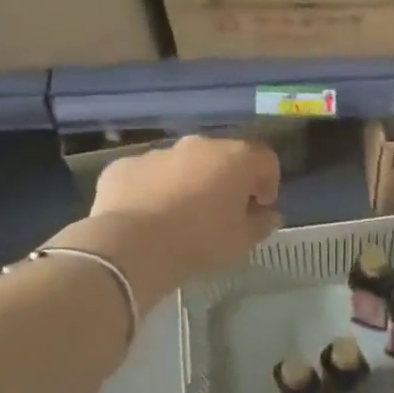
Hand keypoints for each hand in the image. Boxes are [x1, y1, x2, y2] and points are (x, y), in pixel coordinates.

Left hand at [86, 136, 283, 295]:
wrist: (132, 246)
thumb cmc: (199, 241)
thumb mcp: (242, 241)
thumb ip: (262, 223)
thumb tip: (269, 214)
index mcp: (234, 158)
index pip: (265, 159)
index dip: (268, 181)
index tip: (261, 206)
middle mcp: (198, 146)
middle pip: (222, 156)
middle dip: (227, 179)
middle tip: (223, 211)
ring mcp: (158, 153)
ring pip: (182, 164)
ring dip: (189, 183)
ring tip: (182, 217)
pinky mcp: (124, 166)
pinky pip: (148, 175)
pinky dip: (153, 190)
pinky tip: (148, 218)